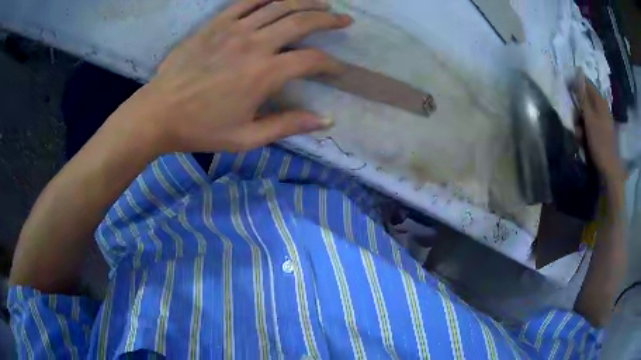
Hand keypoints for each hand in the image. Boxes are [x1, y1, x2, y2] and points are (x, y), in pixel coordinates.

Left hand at [114, 0, 350, 154]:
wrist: (158, 113)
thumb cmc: (201, 129)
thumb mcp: (246, 138)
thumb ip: (287, 125)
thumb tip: (326, 121)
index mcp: (264, 74)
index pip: (311, 60)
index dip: (330, 63)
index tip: (337, 69)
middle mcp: (254, 44)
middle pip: (301, 21)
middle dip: (328, 19)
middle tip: (344, 19)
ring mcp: (234, 29)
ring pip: (278, 5)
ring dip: (305, 1)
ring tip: (321, 3)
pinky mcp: (216, 23)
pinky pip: (246, 1)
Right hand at [573, 75, 623, 184]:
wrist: (608, 171)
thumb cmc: (600, 143)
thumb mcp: (589, 118)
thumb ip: (582, 96)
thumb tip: (577, 73)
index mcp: (600, 102)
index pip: (586, 83)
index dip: (576, 84)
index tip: (567, 88)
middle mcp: (601, 109)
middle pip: (584, 101)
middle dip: (577, 110)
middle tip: (576, 121)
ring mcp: (601, 122)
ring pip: (585, 115)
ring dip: (579, 124)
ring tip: (580, 136)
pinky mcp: (600, 134)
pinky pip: (588, 127)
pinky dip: (584, 133)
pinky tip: (583, 142)